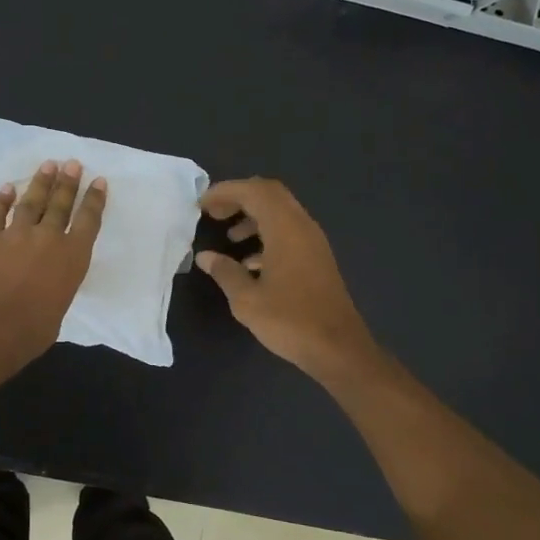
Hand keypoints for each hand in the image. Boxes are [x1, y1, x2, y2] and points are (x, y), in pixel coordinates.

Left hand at [0, 159, 106, 368]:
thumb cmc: (32, 330)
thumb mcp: (59, 308)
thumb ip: (56, 289)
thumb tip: (46, 288)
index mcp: (73, 257)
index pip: (88, 221)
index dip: (94, 200)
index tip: (98, 181)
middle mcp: (48, 238)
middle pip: (60, 204)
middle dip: (68, 182)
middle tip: (72, 164)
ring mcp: (16, 234)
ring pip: (31, 202)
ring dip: (40, 183)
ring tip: (48, 166)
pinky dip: (0, 199)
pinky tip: (6, 188)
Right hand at [196, 178, 376, 379]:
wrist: (338, 348)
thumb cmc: (290, 321)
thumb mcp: (247, 300)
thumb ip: (225, 272)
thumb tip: (206, 256)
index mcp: (286, 229)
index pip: (254, 191)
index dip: (226, 191)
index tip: (201, 204)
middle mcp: (303, 227)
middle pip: (270, 194)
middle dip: (239, 198)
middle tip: (213, 213)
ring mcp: (313, 243)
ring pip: (281, 213)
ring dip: (253, 217)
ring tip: (229, 236)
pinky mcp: (317, 259)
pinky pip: (289, 233)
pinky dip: (267, 235)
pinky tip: (250, 262)